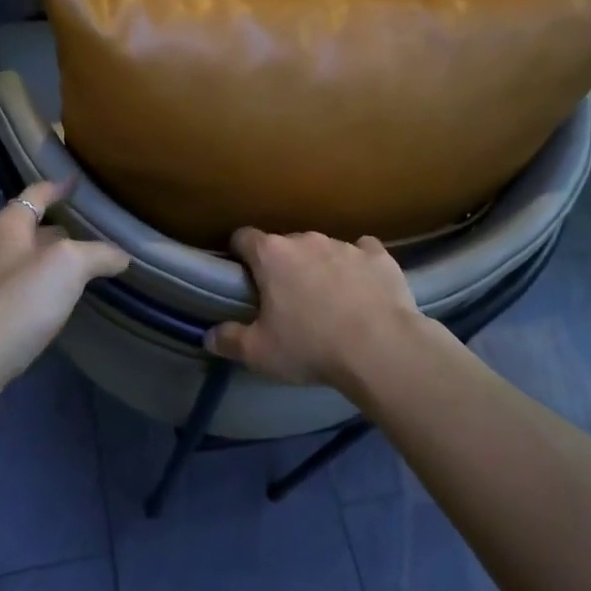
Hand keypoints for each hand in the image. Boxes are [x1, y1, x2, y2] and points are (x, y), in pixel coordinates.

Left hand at [0, 179, 128, 387]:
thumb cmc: (18, 301)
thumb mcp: (68, 267)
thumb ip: (98, 254)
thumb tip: (122, 255)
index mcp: (8, 225)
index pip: (36, 194)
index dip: (58, 186)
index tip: (76, 181)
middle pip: (28, 227)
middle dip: (56, 227)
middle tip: (89, 231)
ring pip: (23, 260)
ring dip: (48, 260)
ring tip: (79, 267)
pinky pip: (17, 289)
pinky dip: (39, 287)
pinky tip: (55, 303)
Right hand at [206, 228, 422, 388]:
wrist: (381, 348)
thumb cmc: (311, 347)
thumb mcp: (259, 353)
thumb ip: (230, 340)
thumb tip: (209, 336)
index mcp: (272, 255)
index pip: (243, 237)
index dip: (239, 253)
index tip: (242, 274)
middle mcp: (306, 240)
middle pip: (285, 244)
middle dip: (283, 265)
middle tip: (286, 299)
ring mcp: (345, 244)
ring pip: (323, 249)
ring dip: (320, 266)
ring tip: (328, 300)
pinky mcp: (379, 256)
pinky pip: (363, 252)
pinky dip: (359, 266)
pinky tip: (363, 288)